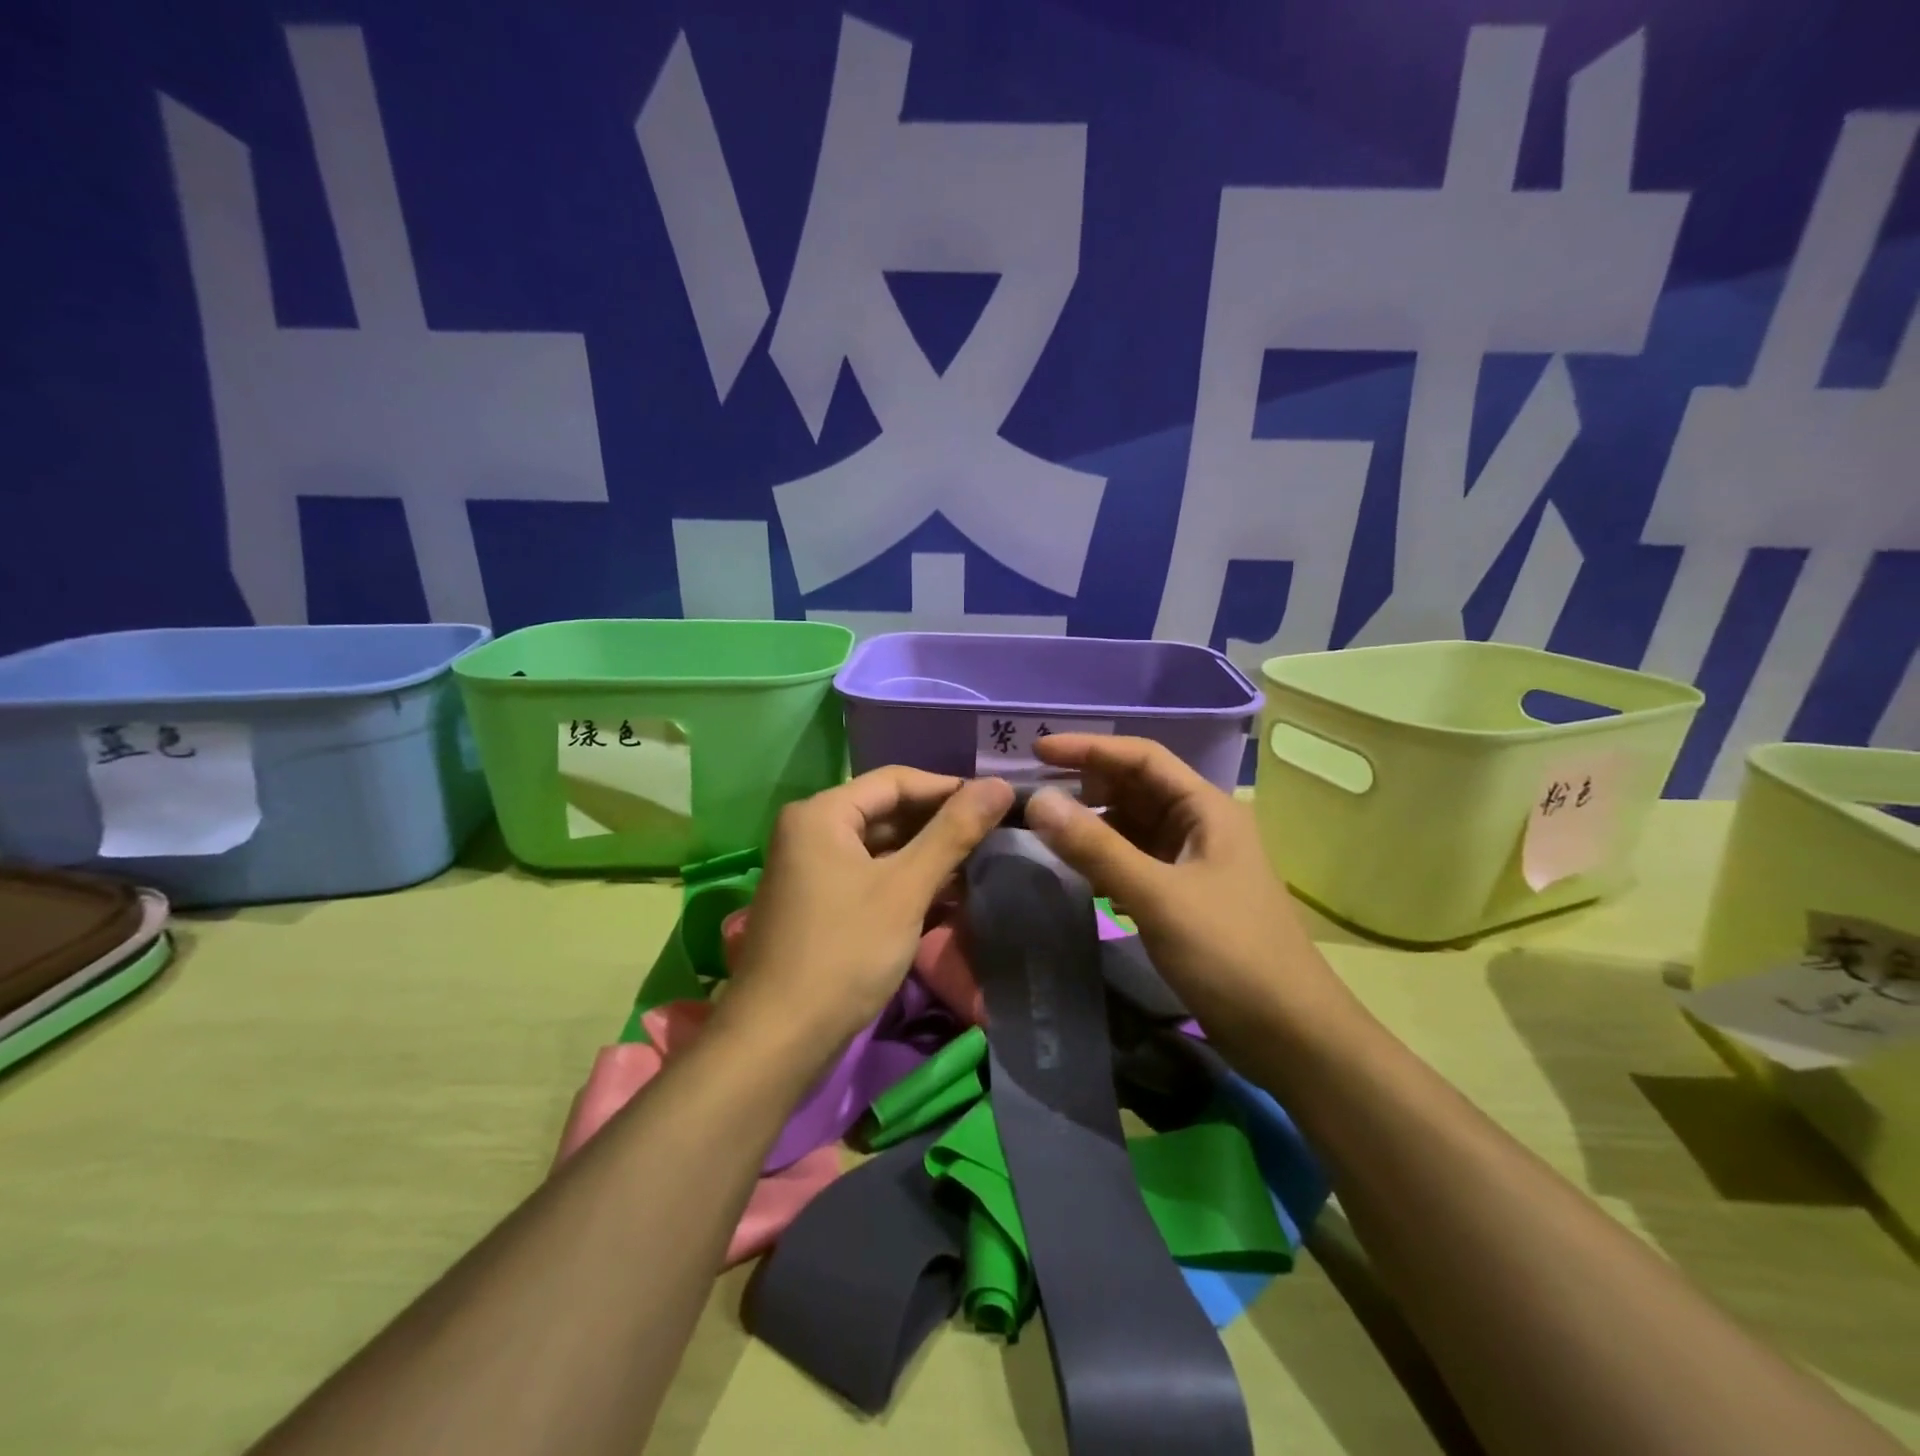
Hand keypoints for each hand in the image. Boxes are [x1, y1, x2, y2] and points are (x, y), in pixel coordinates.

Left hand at [724, 768, 1014, 1051]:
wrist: (779, 1039)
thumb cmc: (844, 952)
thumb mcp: (905, 888)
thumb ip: (953, 832)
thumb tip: (1001, 785)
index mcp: (822, 813)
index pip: (895, 780)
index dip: (948, 788)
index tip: (997, 803)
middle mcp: (810, 831)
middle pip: (886, 811)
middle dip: (939, 824)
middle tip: (994, 835)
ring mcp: (810, 869)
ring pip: (880, 847)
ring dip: (926, 855)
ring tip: (979, 864)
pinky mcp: (818, 903)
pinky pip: (869, 875)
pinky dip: (904, 881)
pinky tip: (945, 894)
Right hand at [1023, 735, 1351, 1051]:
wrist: (1290, 1036)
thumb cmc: (1231, 955)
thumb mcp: (1158, 896)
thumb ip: (1097, 848)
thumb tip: (1038, 800)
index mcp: (1206, 809)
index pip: (1142, 758)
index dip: (1090, 748)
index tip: (1037, 750)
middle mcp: (1201, 826)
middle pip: (1136, 789)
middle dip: (1087, 785)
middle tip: (1032, 792)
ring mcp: (1193, 864)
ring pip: (1133, 828)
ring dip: (1092, 824)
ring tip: (1042, 830)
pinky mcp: (1185, 899)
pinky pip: (1136, 863)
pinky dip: (1104, 861)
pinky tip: (1074, 873)